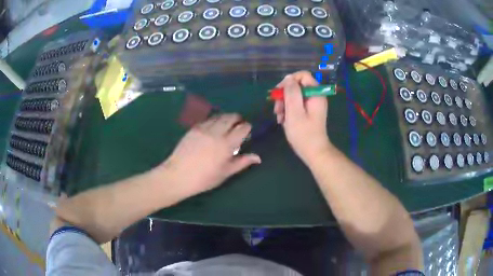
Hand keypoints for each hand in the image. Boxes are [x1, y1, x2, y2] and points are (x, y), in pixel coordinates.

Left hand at [162, 114, 260, 197]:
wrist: (178, 175)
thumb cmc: (204, 178)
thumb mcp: (225, 173)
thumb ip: (242, 162)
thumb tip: (258, 157)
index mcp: (226, 144)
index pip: (242, 128)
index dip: (247, 127)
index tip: (247, 131)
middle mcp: (216, 132)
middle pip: (231, 117)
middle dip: (237, 119)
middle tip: (238, 125)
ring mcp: (204, 128)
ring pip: (219, 116)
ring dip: (226, 118)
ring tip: (227, 125)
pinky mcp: (194, 128)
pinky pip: (208, 120)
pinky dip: (214, 121)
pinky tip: (213, 128)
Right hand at [273, 71, 331, 164]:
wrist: (313, 152)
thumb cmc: (304, 134)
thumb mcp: (295, 112)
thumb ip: (292, 92)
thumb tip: (288, 79)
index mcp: (315, 93)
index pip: (302, 75)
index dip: (289, 81)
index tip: (279, 92)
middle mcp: (315, 96)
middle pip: (297, 86)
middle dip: (284, 95)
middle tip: (277, 109)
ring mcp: (312, 104)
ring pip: (294, 96)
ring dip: (284, 105)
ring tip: (279, 117)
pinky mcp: (308, 112)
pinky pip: (296, 104)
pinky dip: (288, 110)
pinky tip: (283, 121)